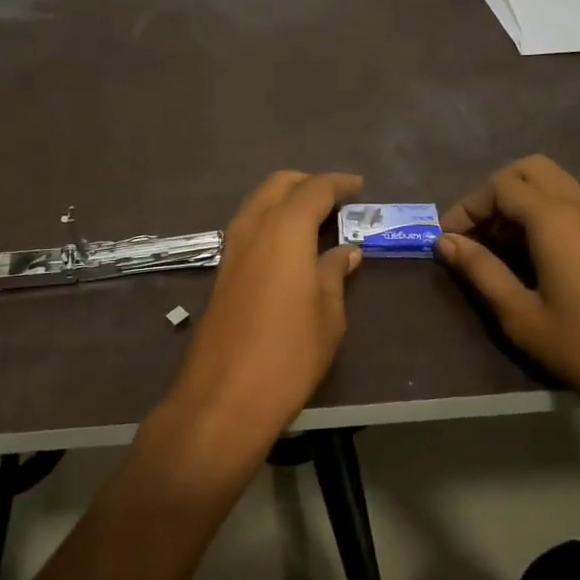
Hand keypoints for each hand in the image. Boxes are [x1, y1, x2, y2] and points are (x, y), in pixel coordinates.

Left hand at [165, 171, 364, 441]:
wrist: (224, 396)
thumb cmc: (289, 353)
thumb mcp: (328, 314)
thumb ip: (335, 272)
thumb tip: (346, 250)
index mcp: (284, 228)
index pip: (314, 189)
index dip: (338, 184)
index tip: (358, 186)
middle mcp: (253, 226)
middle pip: (278, 185)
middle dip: (307, 183)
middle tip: (336, 199)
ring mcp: (231, 248)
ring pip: (258, 202)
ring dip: (285, 200)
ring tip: (315, 219)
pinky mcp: (221, 270)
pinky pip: (248, 227)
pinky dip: (270, 221)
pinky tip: (289, 246)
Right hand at [436, 155, 579, 424]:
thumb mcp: (521, 315)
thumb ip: (480, 271)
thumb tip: (445, 242)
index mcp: (555, 220)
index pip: (500, 186)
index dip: (468, 206)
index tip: (448, 239)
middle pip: (529, 170)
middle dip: (494, 193)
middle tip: (476, 233)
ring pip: (553, 183)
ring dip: (519, 201)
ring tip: (499, 246)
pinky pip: (571, 203)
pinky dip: (543, 212)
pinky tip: (533, 255)